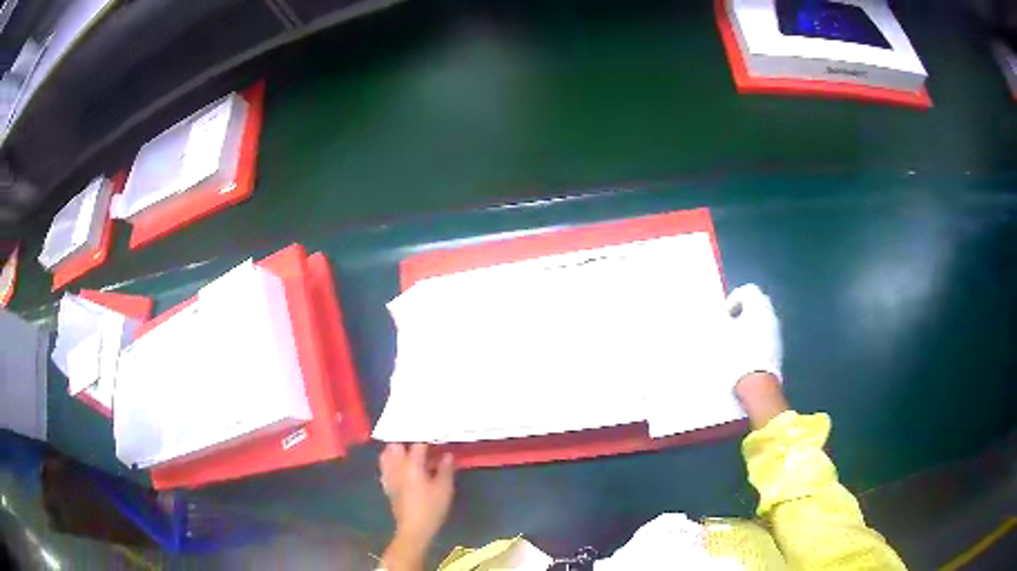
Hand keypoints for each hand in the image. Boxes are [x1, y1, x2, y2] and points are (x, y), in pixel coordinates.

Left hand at [380, 443, 454, 566]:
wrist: (413, 529)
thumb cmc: (431, 508)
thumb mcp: (445, 488)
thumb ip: (445, 469)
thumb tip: (446, 454)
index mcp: (412, 465)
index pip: (417, 443)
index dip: (426, 437)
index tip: (435, 433)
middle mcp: (397, 467)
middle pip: (396, 444)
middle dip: (406, 439)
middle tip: (420, 439)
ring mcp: (389, 476)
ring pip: (386, 454)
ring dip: (396, 449)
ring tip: (408, 449)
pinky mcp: (387, 485)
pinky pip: (385, 467)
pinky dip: (390, 461)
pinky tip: (399, 465)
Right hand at [725, 284, 781, 383]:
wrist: (756, 384)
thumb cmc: (736, 354)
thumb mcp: (720, 334)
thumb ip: (718, 319)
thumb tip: (716, 314)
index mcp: (759, 307)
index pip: (748, 290)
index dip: (734, 299)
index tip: (724, 316)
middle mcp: (771, 315)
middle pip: (758, 303)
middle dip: (743, 311)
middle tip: (729, 325)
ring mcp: (777, 333)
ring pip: (762, 320)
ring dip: (749, 326)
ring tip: (736, 342)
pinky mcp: (778, 349)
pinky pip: (766, 336)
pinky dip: (756, 339)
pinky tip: (745, 354)